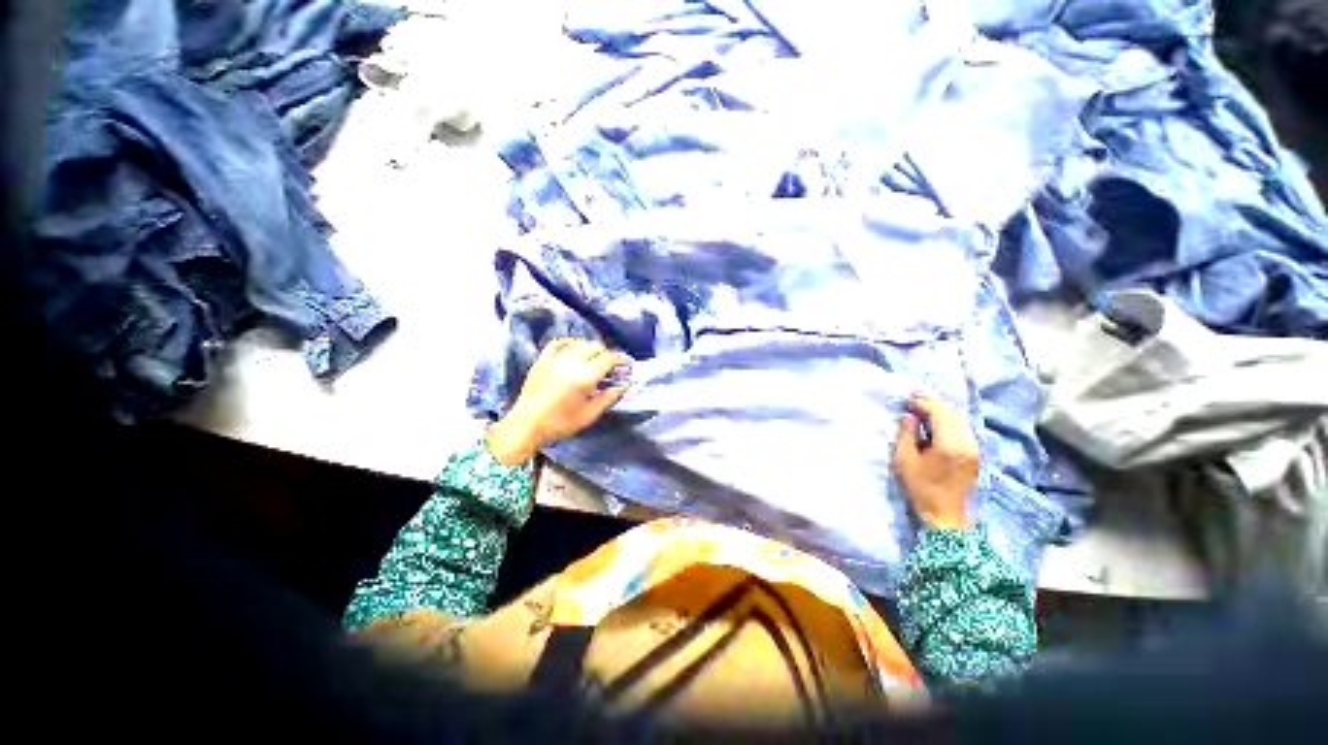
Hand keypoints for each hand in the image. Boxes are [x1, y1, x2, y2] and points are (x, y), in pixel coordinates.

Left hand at [486, 338, 630, 465]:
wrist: (526, 425)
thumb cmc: (560, 424)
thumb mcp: (590, 414)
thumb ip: (610, 397)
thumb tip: (626, 384)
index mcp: (584, 377)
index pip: (608, 358)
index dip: (620, 359)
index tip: (627, 364)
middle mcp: (571, 363)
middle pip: (595, 347)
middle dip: (607, 354)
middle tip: (610, 366)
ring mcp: (555, 359)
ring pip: (579, 343)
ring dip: (591, 349)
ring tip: (594, 360)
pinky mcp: (542, 359)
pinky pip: (559, 342)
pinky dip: (570, 343)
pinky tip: (574, 350)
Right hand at [893, 395, 979, 529]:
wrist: (945, 515)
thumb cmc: (920, 488)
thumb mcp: (905, 460)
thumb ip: (906, 434)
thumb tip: (909, 416)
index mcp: (950, 445)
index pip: (939, 413)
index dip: (924, 403)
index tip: (908, 399)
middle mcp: (967, 443)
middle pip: (952, 414)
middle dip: (933, 404)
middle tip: (914, 400)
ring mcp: (975, 449)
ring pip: (959, 420)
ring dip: (941, 412)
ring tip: (922, 409)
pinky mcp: (975, 454)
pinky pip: (962, 429)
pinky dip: (948, 421)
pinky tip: (935, 423)